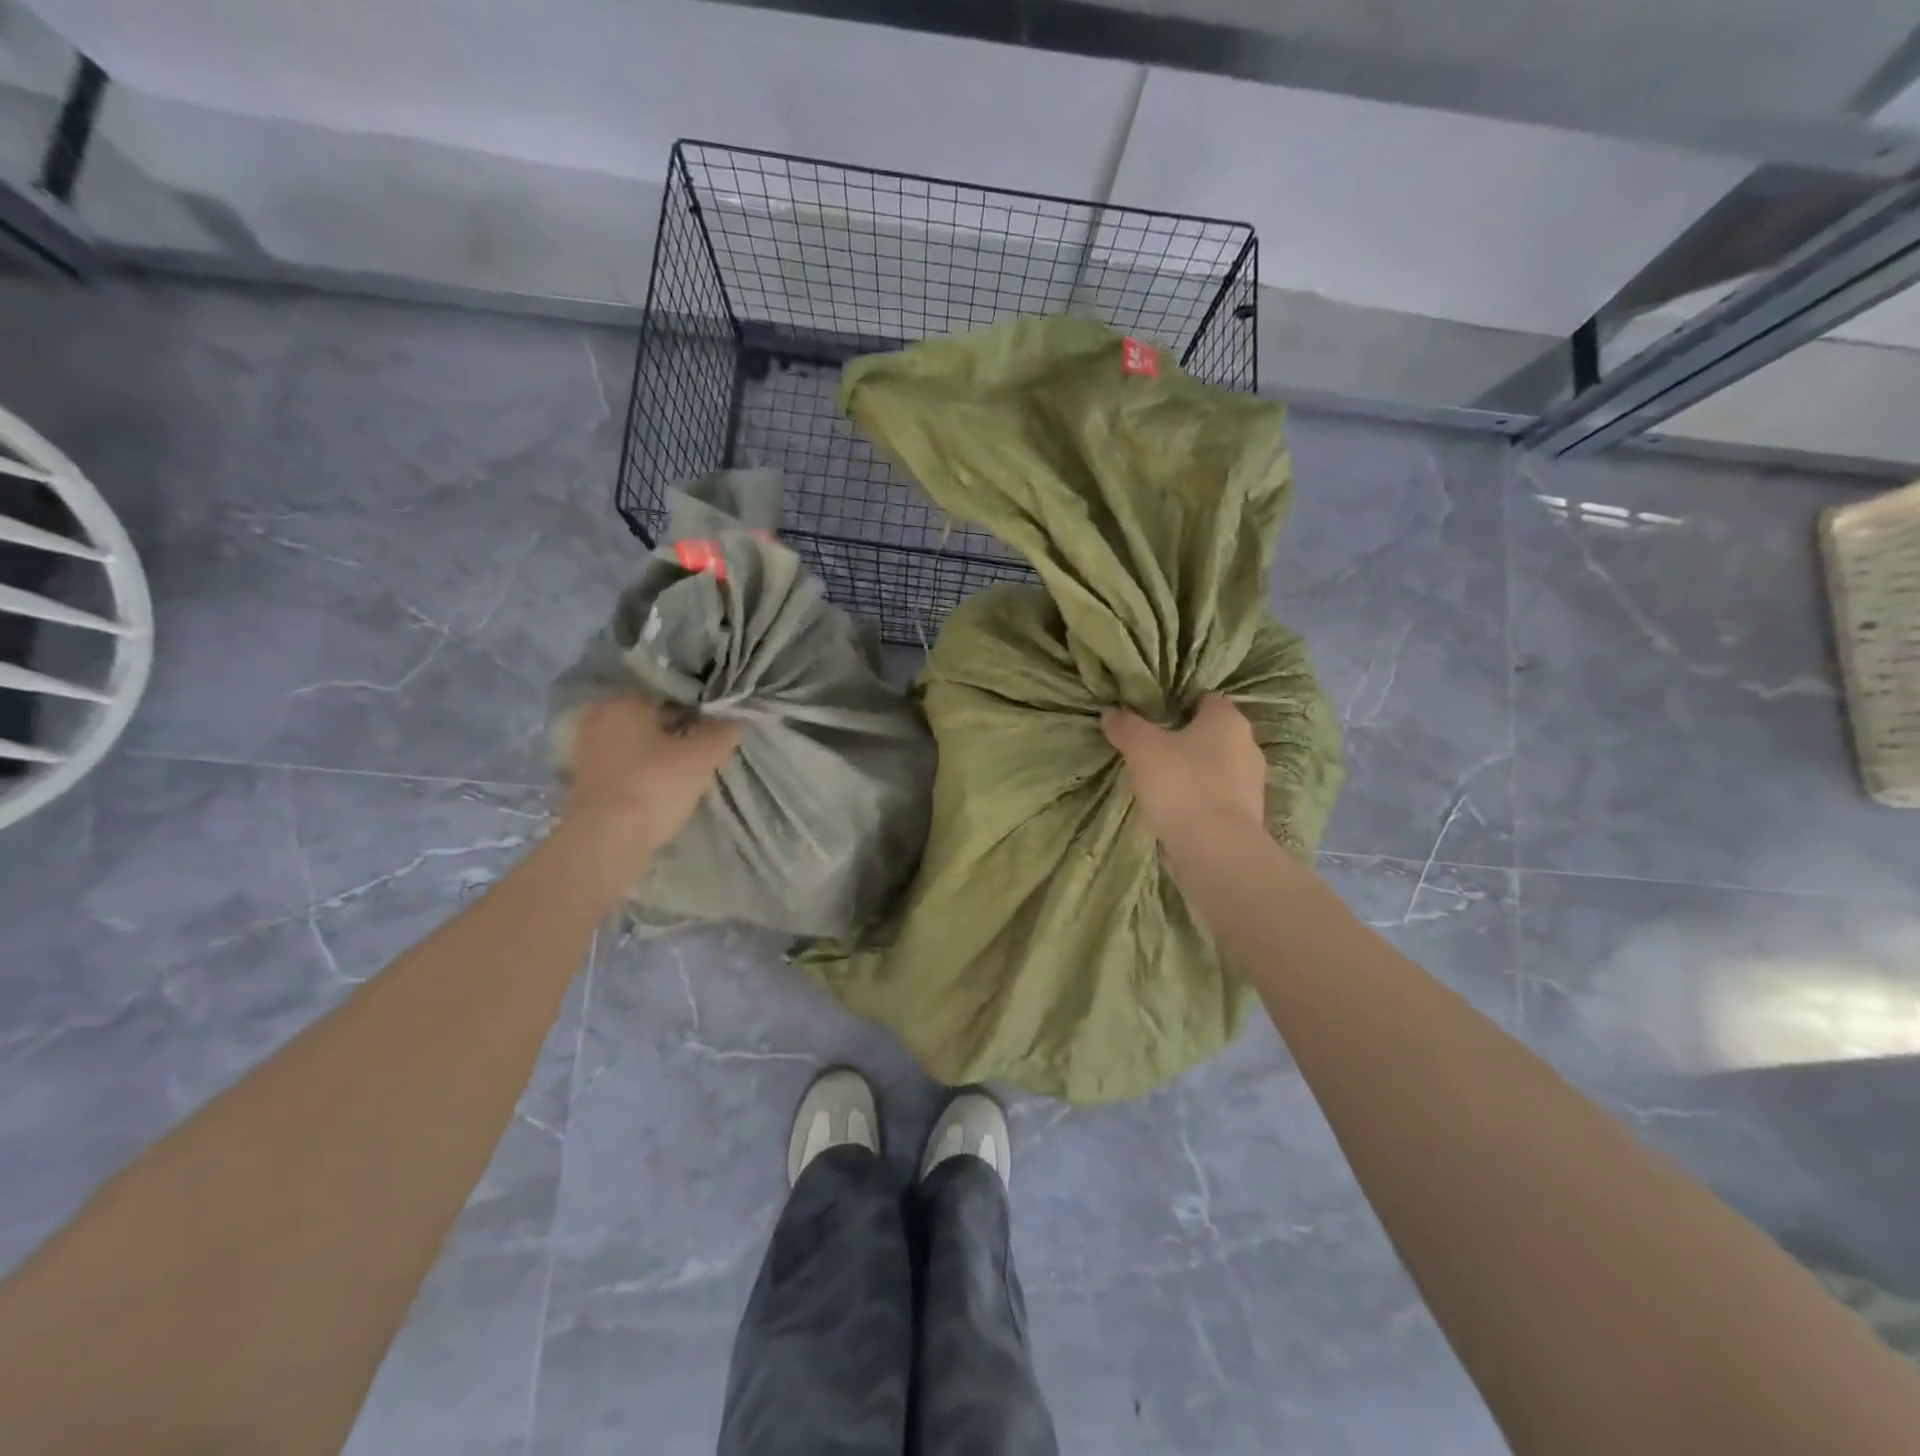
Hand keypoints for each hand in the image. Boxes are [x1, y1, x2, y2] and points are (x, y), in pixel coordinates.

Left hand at [561, 697, 741, 854]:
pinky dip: (643, 768)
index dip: (699, 708)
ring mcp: (587, 749)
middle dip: (677, 729)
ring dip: (660, 750)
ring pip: (637, 741)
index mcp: (624, 701)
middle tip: (705, 746)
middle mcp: (599, 717)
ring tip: (688, 767)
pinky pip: (624, 763)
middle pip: (652, 718)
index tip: (717, 725)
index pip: (671, 694)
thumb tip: (738, 715)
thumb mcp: (702, 756)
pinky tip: (662, 783)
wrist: (607, 839)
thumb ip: (723, 731)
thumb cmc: (655, 786)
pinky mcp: (585, 778)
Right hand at [1103, 695, 1265, 844]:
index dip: (1179, 704)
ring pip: (1217, 766)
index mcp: (1228, 719)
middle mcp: (1248, 745)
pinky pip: (1220, 795)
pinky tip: (1177, 808)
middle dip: (1186, 739)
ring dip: (1194, 770)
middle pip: (1212, 733)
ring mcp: (1252, 782)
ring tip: (1161, 782)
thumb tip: (1110, 713)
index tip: (1153, 717)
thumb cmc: (1181, 785)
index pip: (1205, 699)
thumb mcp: (1142, 749)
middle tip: (1152, 749)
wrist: (1216, 849)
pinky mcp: (1248, 813)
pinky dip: (1201, 797)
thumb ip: (1126, 727)